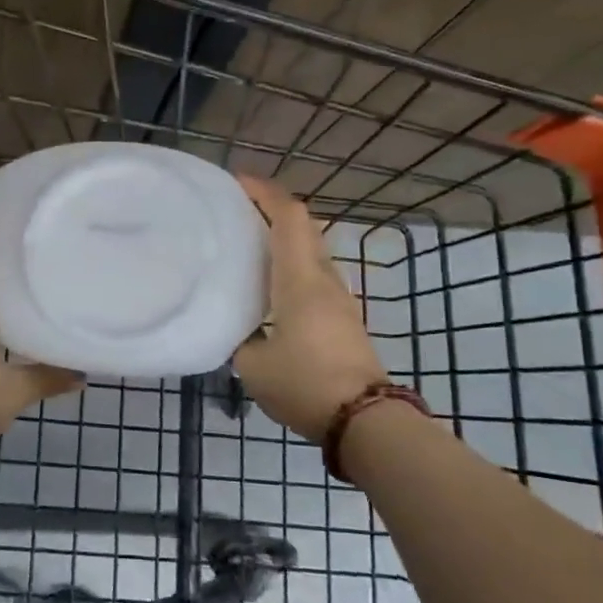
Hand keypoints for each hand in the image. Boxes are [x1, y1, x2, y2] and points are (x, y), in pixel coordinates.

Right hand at [233, 175, 389, 443]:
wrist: (365, 420)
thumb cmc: (305, 384)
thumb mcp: (253, 365)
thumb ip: (240, 338)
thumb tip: (237, 328)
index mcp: (300, 280)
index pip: (289, 217)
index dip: (265, 192)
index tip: (237, 181)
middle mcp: (323, 279)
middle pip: (304, 226)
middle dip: (272, 208)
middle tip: (236, 210)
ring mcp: (338, 298)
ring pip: (311, 250)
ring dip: (283, 236)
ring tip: (248, 243)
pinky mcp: (343, 318)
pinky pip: (314, 273)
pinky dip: (291, 263)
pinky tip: (268, 283)